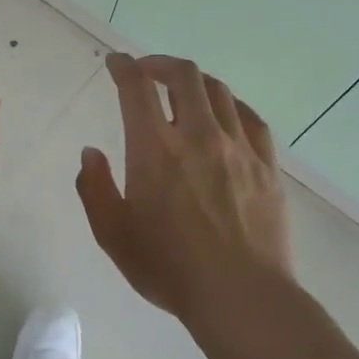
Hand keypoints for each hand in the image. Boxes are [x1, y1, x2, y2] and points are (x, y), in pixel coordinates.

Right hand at [77, 53, 292, 327]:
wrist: (241, 296)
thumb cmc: (169, 268)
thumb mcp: (113, 234)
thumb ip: (94, 188)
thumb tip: (91, 154)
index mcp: (155, 149)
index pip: (136, 88)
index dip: (123, 67)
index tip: (116, 62)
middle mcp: (198, 135)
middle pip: (184, 76)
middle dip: (161, 64)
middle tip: (147, 71)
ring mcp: (238, 148)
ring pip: (219, 92)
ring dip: (195, 81)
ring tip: (183, 89)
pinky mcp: (267, 166)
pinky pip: (250, 118)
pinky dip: (231, 105)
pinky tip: (226, 113)